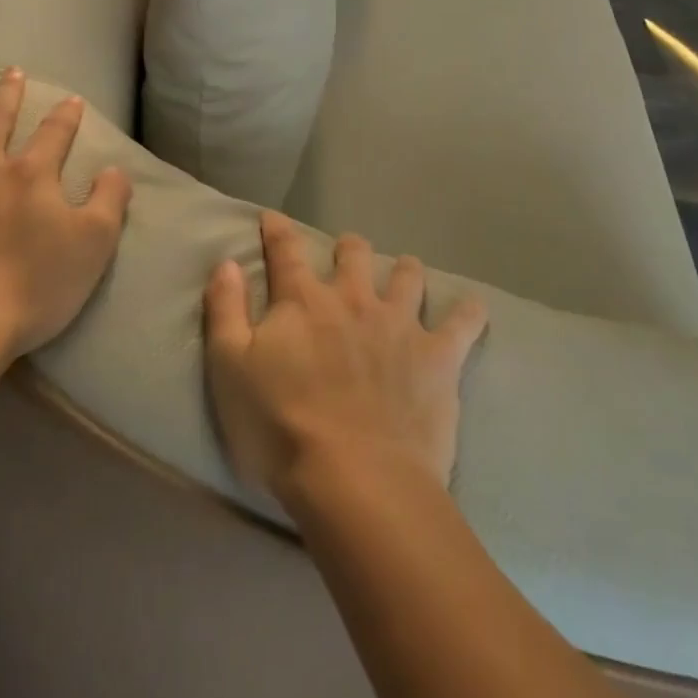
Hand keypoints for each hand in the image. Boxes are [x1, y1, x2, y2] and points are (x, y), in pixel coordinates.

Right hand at [203, 211, 487, 501]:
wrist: (357, 480)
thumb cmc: (281, 428)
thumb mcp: (230, 369)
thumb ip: (226, 310)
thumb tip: (226, 262)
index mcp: (303, 301)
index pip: (285, 251)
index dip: (277, 230)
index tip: (272, 217)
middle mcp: (353, 299)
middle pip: (354, 254)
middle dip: (349, 248)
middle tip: (347, 253)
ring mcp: (400, 324)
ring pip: (408, 276)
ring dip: (404, 270)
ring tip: (404, 273)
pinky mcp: (438, 356)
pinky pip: (463, 323)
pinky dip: (468, 313)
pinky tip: (472, 308)